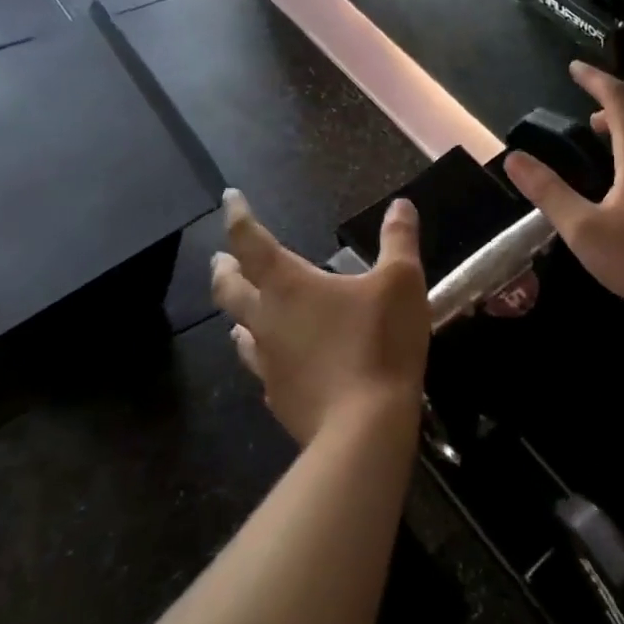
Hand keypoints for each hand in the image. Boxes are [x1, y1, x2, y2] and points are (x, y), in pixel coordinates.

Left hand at [211, 191, 429, 444]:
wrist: (365, 425)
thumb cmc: (381, 341)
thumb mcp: (401, 282)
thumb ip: (399, 240)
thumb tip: (400, 205)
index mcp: (288, 285)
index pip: (251, 241)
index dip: (237, 216)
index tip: (228, 198)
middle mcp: (267, 319)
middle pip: (230, 288)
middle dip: (225, 268)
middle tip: (221, 258)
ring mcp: (268, 361)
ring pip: (240, 331)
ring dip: (238, 313)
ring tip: (242, 310)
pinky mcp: (279, 395)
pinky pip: (263, 367)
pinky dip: (264, 353)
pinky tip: (277, 360)